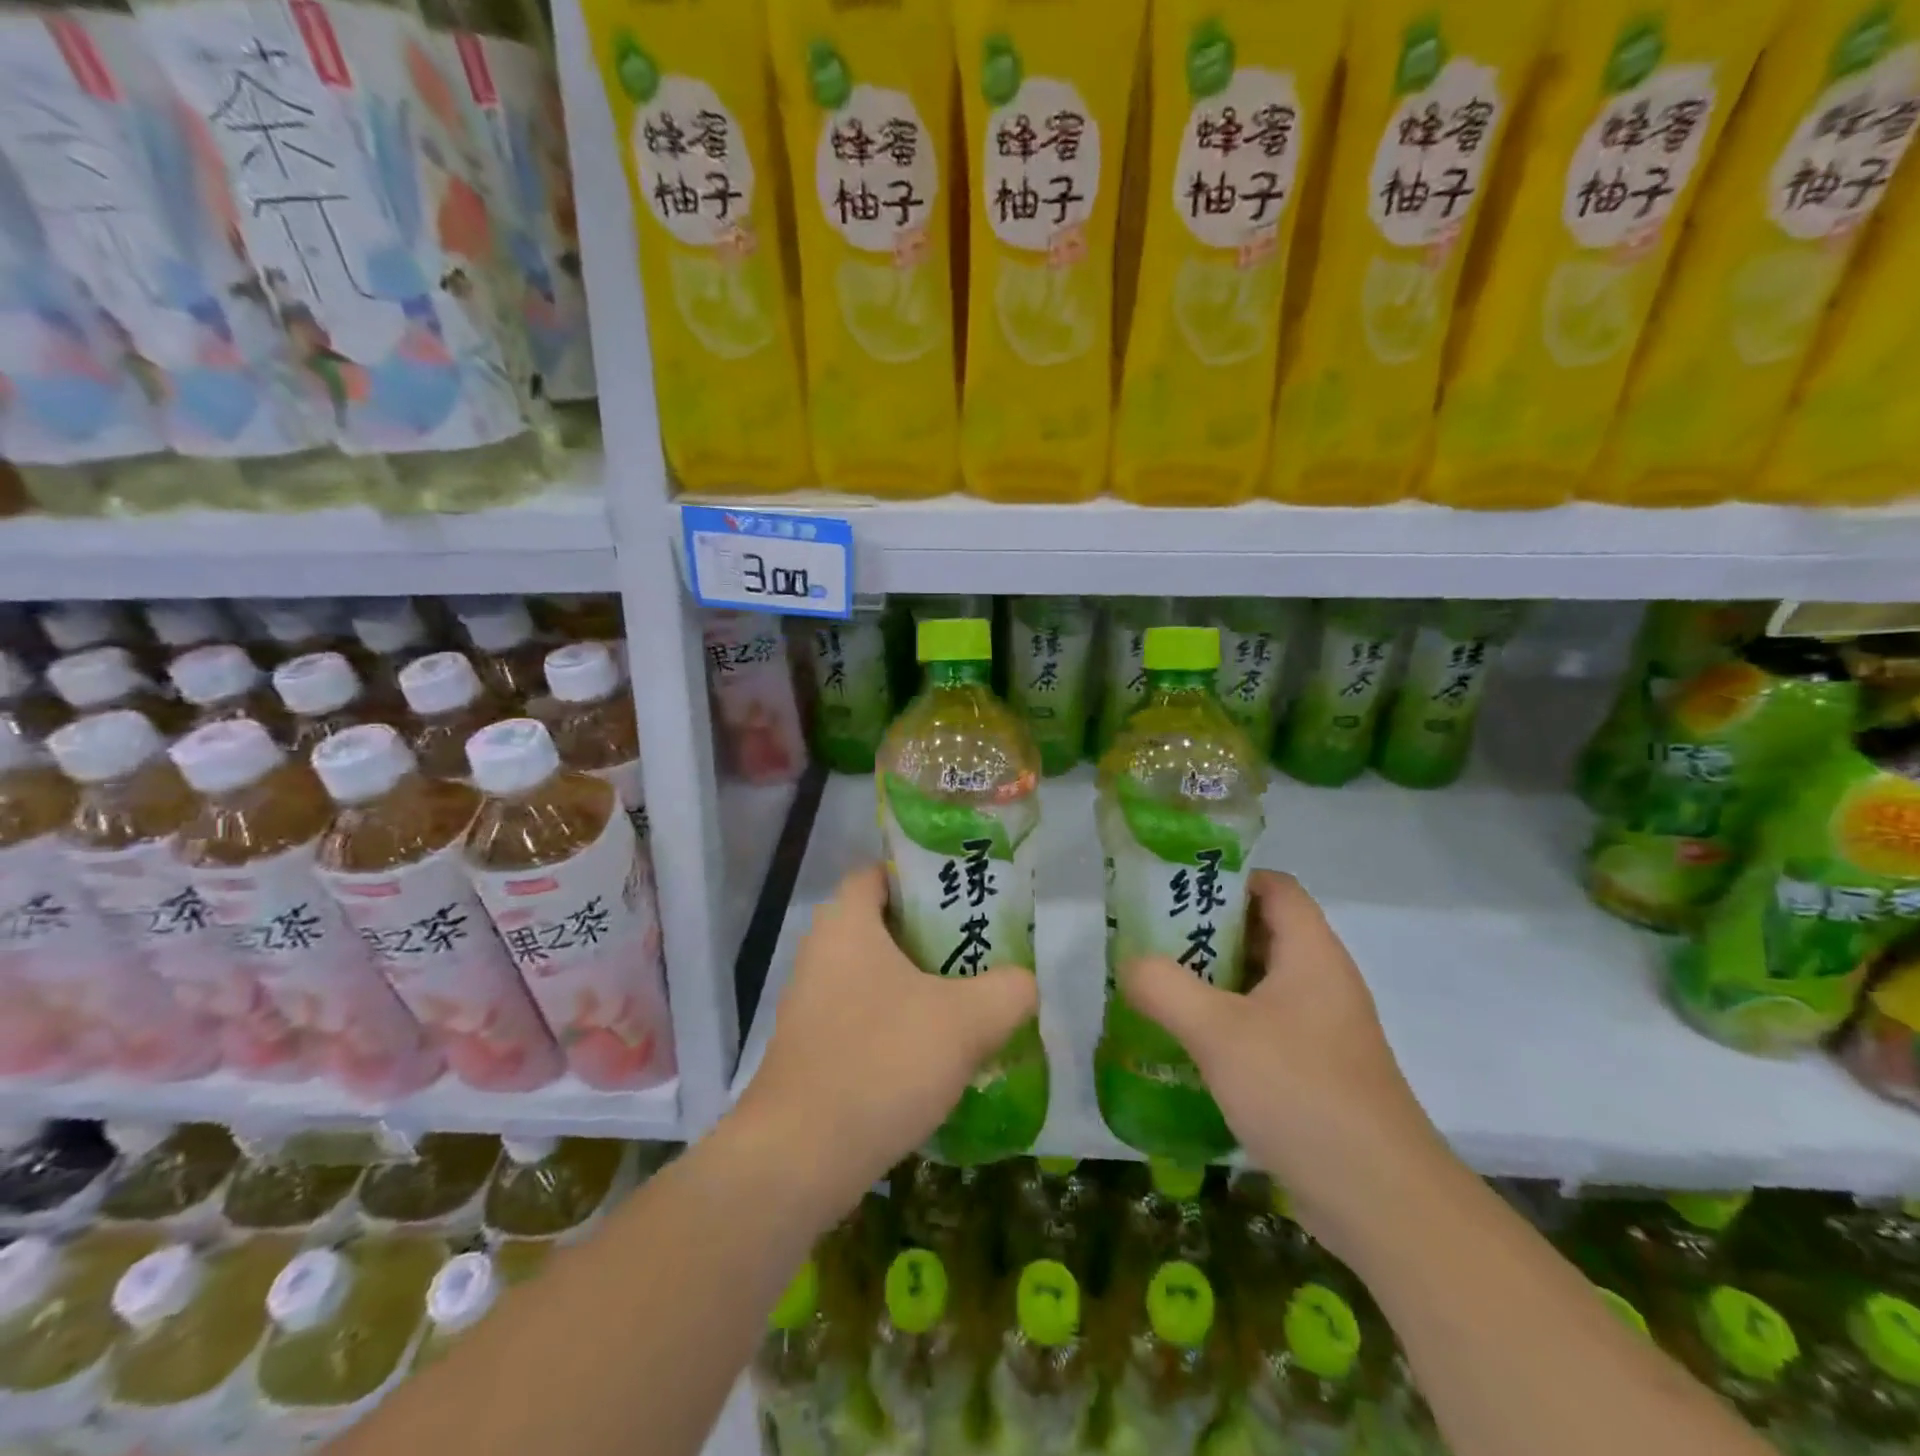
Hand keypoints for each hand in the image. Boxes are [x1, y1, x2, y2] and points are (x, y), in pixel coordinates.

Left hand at [736, 864, 1036, 1215]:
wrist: (801, 1158)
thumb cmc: (882, 1061)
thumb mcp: (967, 1020)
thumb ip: (1010, 990)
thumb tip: (1024, 982)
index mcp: (846, 923)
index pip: (880, 873)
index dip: (922, 878)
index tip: (966, 898)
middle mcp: (821, 952)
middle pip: (884, 924)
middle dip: (933, 935)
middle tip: (982, 950)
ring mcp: (811, 1002)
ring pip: (876, 974)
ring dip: (920, 984)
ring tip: (971, 999)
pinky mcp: (812, 1046)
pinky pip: (864, 1014)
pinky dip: (899, 1021)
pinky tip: (937, 1051)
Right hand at [1118, 869, 1446, 1252]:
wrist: (1381, 1203)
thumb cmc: (1301, 1093)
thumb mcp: (1218, 1032)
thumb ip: (1164, 987)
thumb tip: (1129, 963)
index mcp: (1312, 954)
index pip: (1274, 887)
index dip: (1227, 880)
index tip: (1173, 892)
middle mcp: (1321, 982)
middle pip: (1260, 932)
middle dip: (1204, 932)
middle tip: (1150, 941)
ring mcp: (1321, 1030)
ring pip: (1257, 984)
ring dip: (1209, 982)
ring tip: (1155, 988)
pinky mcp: (1314, 1072)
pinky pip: (1261, 1027)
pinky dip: (1223, 1024)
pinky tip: (1185, 1044)